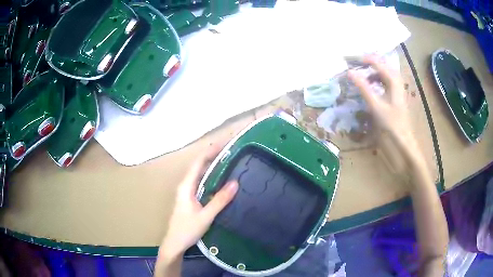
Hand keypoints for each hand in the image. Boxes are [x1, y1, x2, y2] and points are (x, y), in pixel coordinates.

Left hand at [158, 145, 238, 261]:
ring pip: (200, 175)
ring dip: (212, 167)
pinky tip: (220, 181)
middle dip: (212, 157)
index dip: (210, 152)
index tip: (224, 145)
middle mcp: (185, 186)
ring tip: (228, 163)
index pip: (198, 163)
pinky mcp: (190, 199)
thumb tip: (235, 183)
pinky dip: (210, 178)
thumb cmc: (187, 229)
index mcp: (186, 186)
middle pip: (199, 166)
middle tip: (230, 153)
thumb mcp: (206, 216)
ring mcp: (187, 192)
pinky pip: (201, 183)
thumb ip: (220, 200)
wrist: (175, 243)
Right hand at [348, 55, 424, 173]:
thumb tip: (350, 72)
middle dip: (369, 62)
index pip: (378, 62)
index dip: (364, 59)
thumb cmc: (391, 125)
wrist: (403, 143)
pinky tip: (369, 86)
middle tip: (355, 63)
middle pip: (383, 65)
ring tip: (360, 73)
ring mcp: (396, 90)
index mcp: (394, 82)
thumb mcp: (376, 106)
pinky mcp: (394, 98)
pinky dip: (375, 81)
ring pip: (384, 74)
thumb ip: (363, 88)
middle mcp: (396, 82)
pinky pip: (384, 83)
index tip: (350, 60)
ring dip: (372, 71)